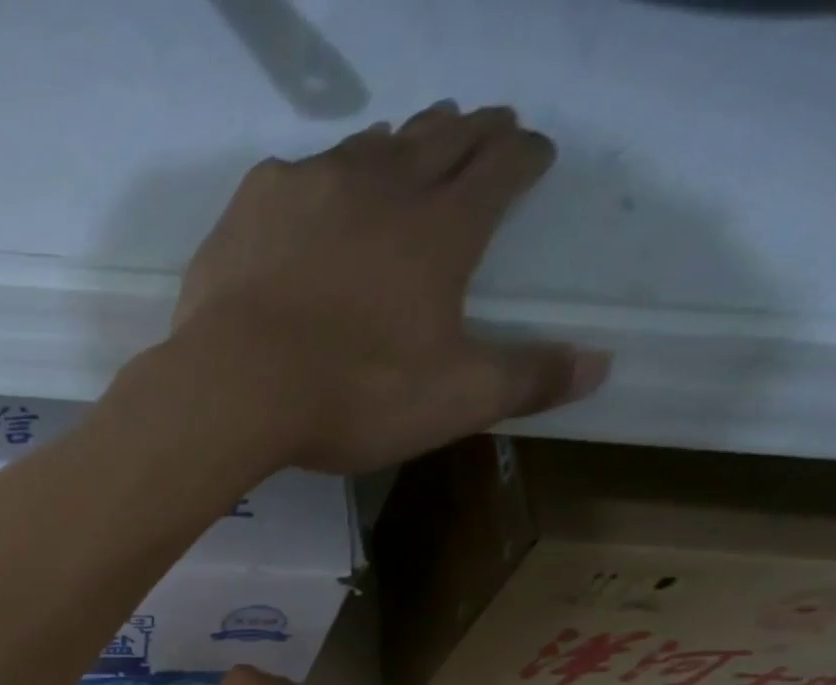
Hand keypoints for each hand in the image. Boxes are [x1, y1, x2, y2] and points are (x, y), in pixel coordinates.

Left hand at [172, 103, 608, 473]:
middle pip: (442, 138)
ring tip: (402, 156)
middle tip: (480, 132)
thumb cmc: (350, 396)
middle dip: (471, 133)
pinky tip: (309, 202)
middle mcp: (385, 184)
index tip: (534, 157)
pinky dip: (315, 183)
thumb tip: (600, 366)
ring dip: (395, 148)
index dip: (525, 157)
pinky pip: (295, 175)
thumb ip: (525, 380)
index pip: (503, 166)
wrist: (235, 388)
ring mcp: (314, 185)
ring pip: (370, 147)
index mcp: (444, 227)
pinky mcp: (253, 204)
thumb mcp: (450, 401)